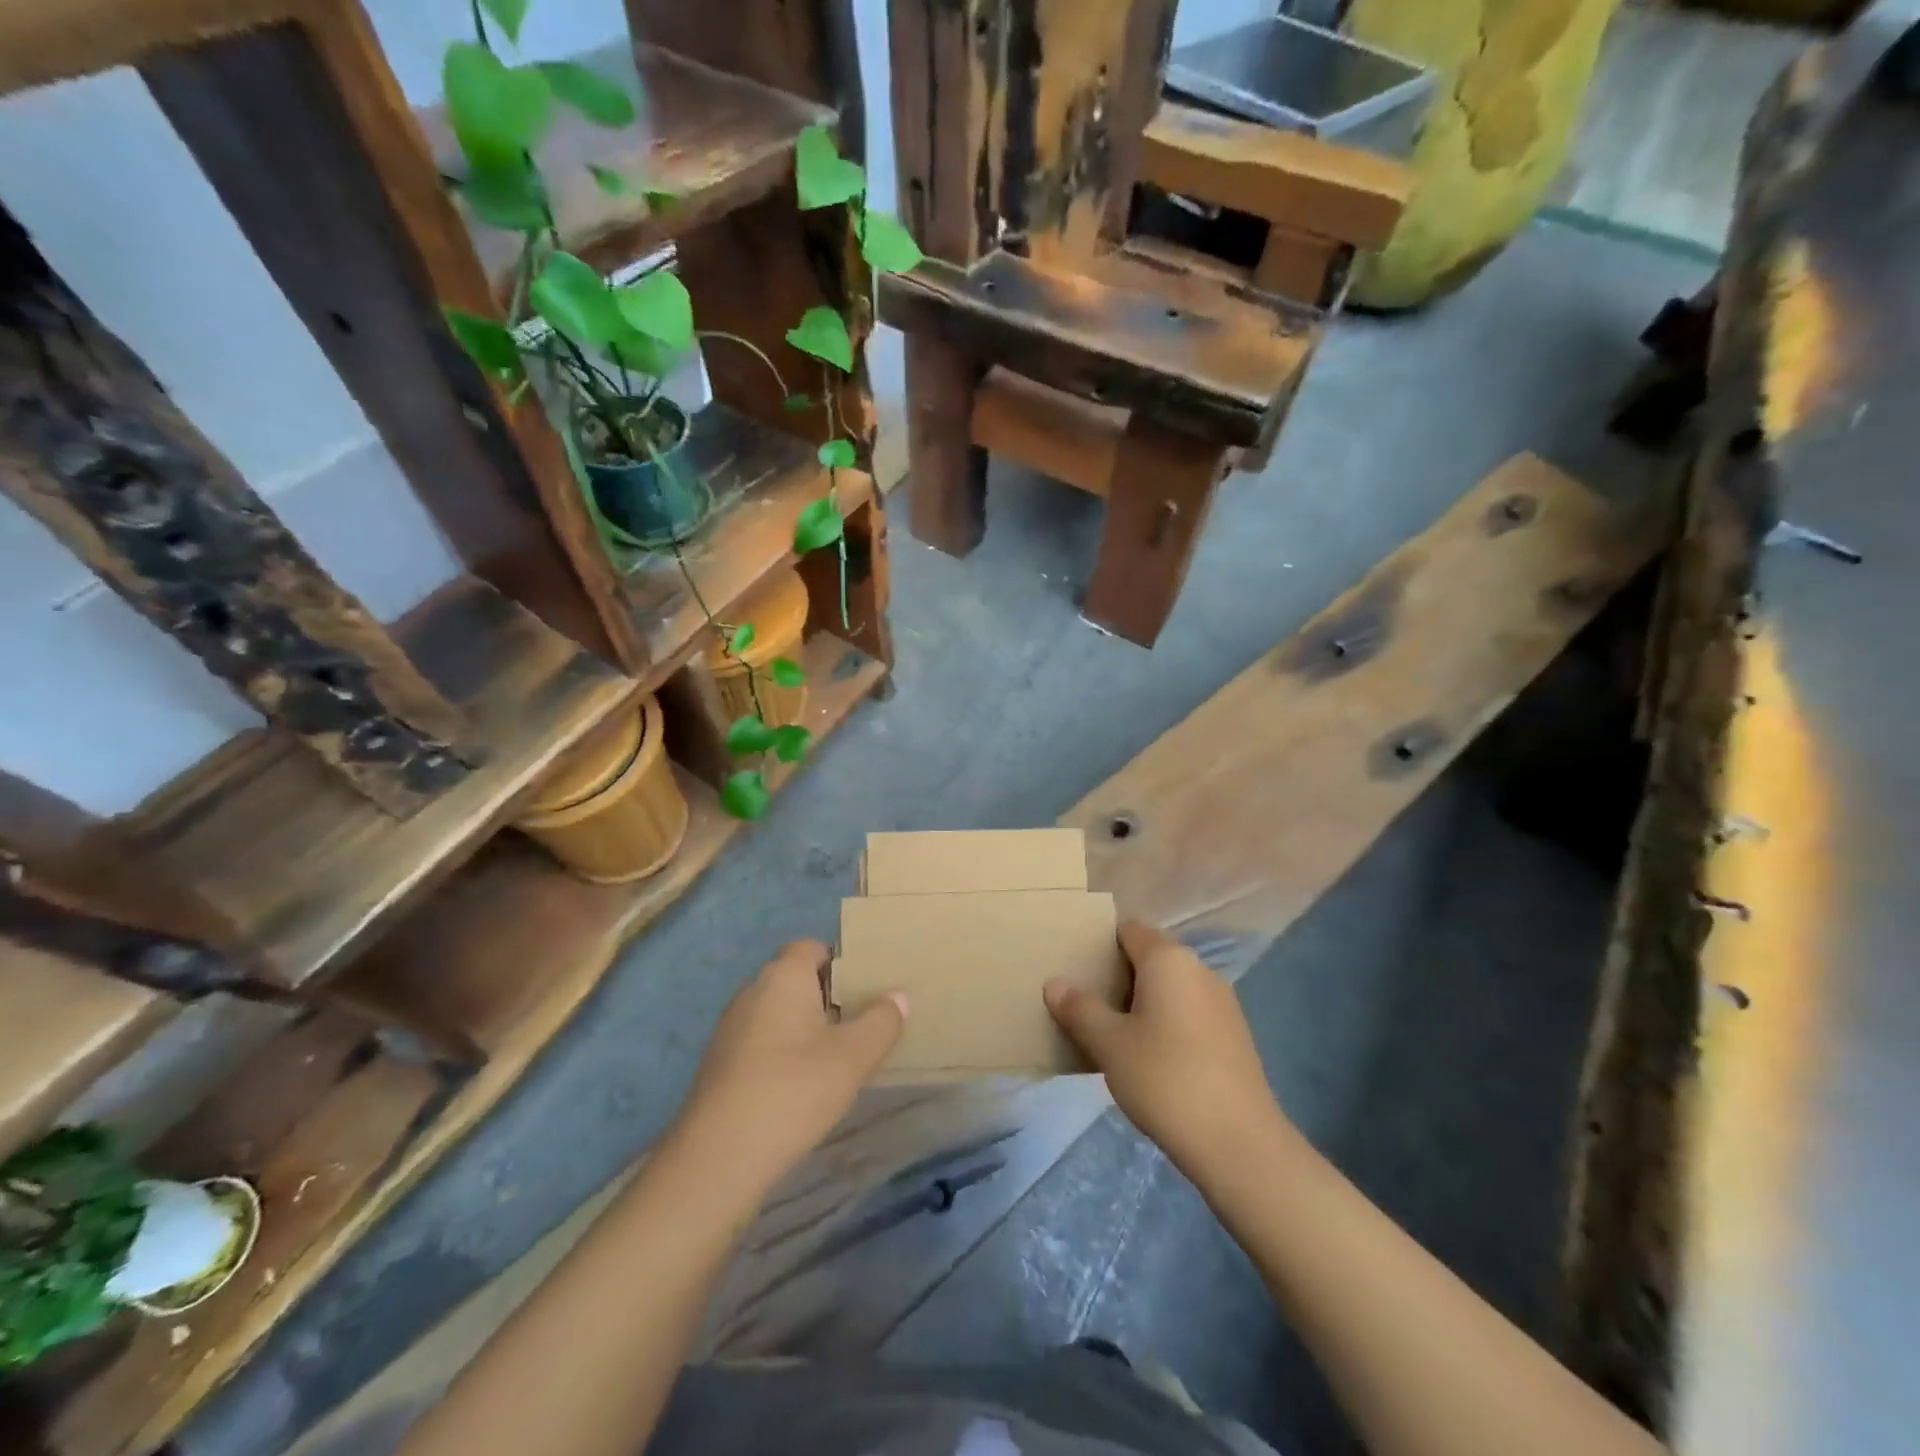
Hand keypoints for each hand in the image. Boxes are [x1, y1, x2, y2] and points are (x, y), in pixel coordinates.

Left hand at [671, 940, 905, 1197]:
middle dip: (829, 997)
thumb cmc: (793, 1090)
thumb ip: (881, 1021)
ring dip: (808, 1028)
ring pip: (780, 1013)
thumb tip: (897, 996)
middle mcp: (752, 991)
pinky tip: (804, 1087)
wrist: (718, 1158)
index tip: (868, 989)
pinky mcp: (721, 1064)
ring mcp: (732, 1028)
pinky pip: (763, 1042)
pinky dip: (785, 1053)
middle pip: (797, 979)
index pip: (812, 947)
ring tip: (840, 1057)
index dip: (841, 962)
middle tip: (863, 1023)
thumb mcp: (853, 1056)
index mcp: (783, 975)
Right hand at [1045, 921, 1287, 1176]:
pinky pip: (1190, 1012)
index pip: (1128, 930)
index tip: (1075, 967)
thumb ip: (1079, 1009)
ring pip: (1171, 988)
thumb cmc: (1165, 1079)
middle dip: (1118, 976)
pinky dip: (1167, 1023)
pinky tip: (1151, 1059)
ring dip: (1143, 1002)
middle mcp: (1199, 969)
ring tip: (1113, 1034)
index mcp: (1168, 959)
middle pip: (1150, 957)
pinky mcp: (1235, 1035)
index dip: (1100, 943)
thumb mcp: (1109, 1044)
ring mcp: (1223, 1002)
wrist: (1239, 1143)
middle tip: (1086, 1004)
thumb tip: (1055, 983)